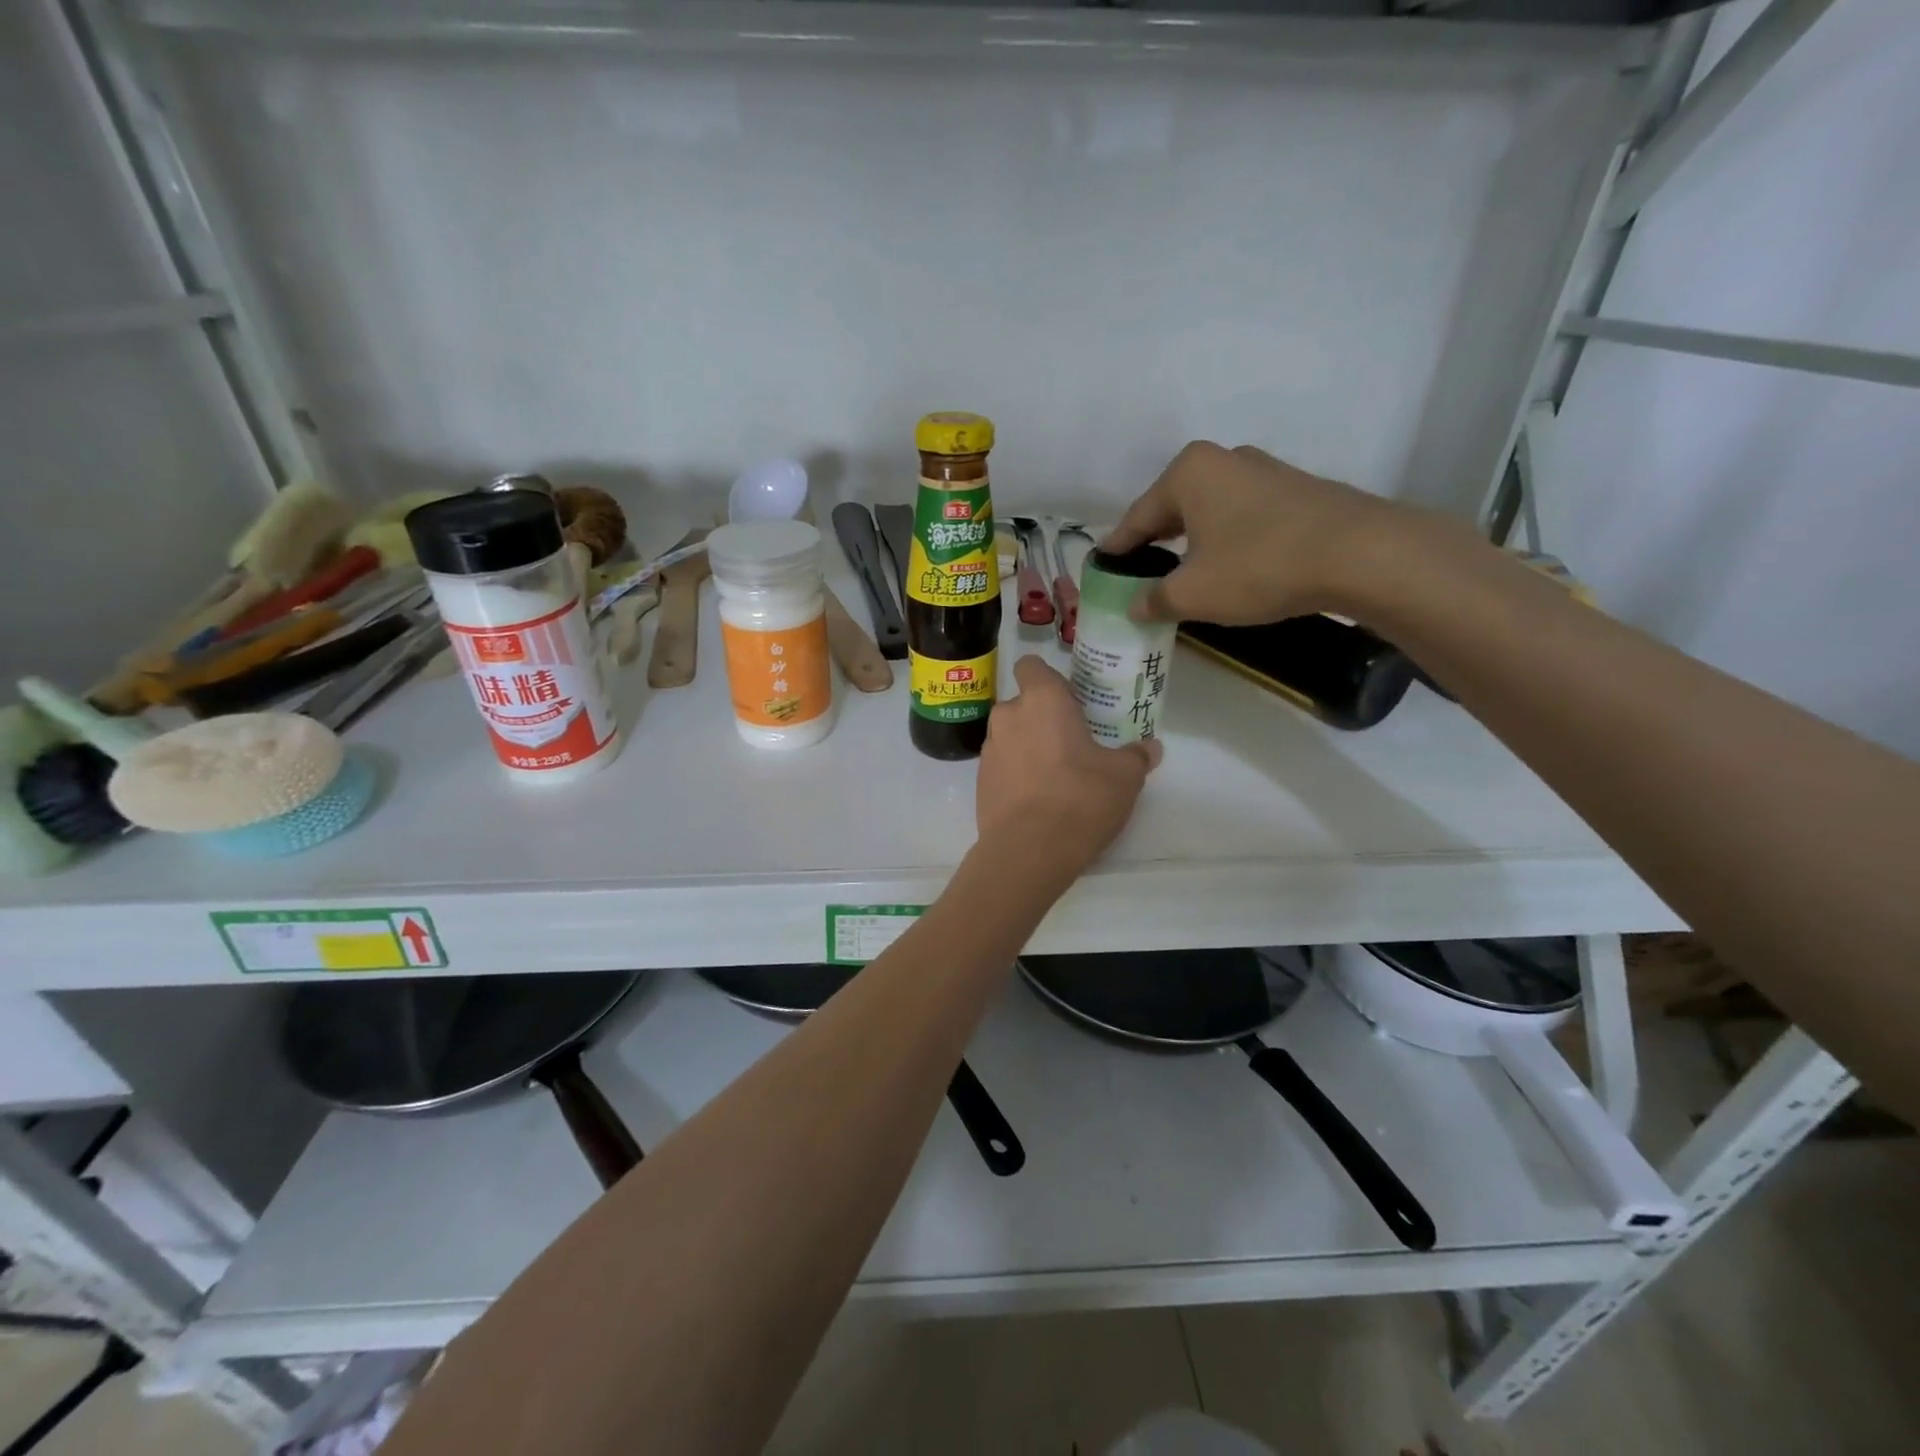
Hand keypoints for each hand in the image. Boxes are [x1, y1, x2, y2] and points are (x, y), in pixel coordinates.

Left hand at [977, 657, 1160, 882]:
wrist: (1028, 851)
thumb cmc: (1080, 798)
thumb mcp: (1125, 777)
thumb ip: (1137, 756)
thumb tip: (1151, 748)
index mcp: (1041, 700)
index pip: (1031, 666)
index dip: (1048, 678)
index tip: (1069, 700)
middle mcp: (1008, 716)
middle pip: (1022, 703)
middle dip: (1042, 717)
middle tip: (1071, 742)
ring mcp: (988, 749)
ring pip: (1010, 735)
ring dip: (1028, 745)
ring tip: (1055, 774)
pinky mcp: (979, 781)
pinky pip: (1002, 765)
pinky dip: (1016, 773)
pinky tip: (1038, 798)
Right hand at [1103, 441, 1410, 624]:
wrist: (1360, 554)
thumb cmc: (1259, 566)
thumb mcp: (1193, 594)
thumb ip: (1154, 600)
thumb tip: (1134, 606)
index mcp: (1187, 473)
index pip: (1135, 518)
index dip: (1116, 551)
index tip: (1100, 573)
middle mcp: (1222, 460)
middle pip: (1171, 509)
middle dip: (1152, 545)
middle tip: (1138, 578)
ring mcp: (1263, 471)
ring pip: (1208, 512)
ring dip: (1190, 543)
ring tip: (1179, 576)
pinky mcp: (1294, 490)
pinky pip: (1240, 517)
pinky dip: (1224, 541)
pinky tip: (1226, 567)